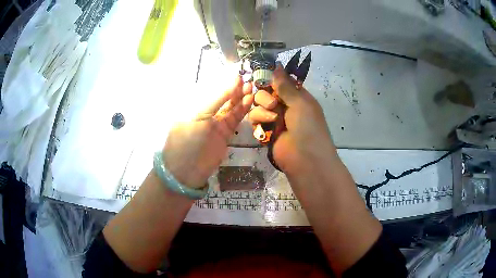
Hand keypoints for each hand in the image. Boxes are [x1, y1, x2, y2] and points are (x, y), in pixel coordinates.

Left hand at [163, 76, 252, 187]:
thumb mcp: (200, 115)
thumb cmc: (187, 140)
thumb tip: (234, 79)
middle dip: (235, 89)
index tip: (240, 74)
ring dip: (241, 98)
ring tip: (251, 88)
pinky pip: (235, 118)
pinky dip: (242, 109)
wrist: (187, 171)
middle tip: (249, 80)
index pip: (213, 89)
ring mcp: (216, 123)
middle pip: (223, 97)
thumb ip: (219, 98)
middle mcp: (206, 112)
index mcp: (194, 105)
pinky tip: (249, 100)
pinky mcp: (225, 133)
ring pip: (231, 107)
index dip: (226, 83)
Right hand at [248, 65, 336, 174]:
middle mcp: (285, 106)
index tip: (260, 75)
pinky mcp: (266, 132)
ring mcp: (275, 119)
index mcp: (297, 97)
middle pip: (265, 93)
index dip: (271, 79)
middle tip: (272, 104)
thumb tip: (277, 65)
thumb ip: (285, 85)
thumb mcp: (300, 102)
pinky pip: (255, 120)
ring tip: (272, 118)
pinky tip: (265, 129)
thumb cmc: (308, 127)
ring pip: (257, 106)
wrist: (305, 159)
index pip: (280, 82)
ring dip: (261, 110)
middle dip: (265, 96)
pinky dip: (258, 122)